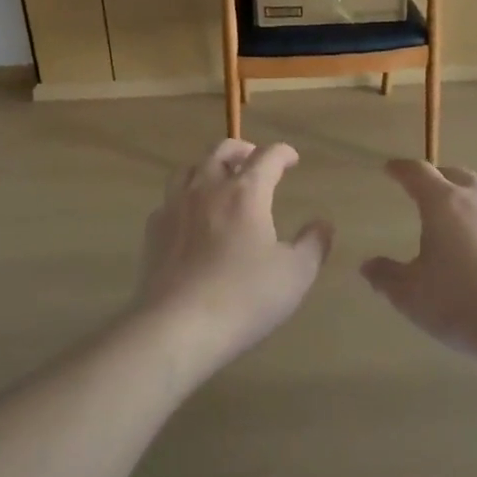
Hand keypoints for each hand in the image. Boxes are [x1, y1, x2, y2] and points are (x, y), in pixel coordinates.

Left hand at [136, 140, 332, 366]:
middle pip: (222, 150)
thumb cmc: (244, 297)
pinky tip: (190, 216)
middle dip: (243, 149)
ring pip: (189, 168)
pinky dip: (184, 198)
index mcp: (246, 192)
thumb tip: (323, 224)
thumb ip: (313, 244)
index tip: (292, 159)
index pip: (267, 156)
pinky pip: (169, 199)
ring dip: (208, 166)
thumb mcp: (295, 275)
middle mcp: (208, 188)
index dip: (283, 153)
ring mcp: (175, 206)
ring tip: (219, 180)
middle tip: (254, 160)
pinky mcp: (154, 229)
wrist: (177, 326)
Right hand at [361, 160, 476, 357]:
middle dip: (438, 177)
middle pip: (455, 174)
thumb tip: (368, 266)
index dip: (401, 169)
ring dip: (471, 195)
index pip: (417, 172)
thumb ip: (386, 277)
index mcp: (443, 203)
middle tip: (427, 190)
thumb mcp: (411, 295)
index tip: (391, 169)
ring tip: (463, 212)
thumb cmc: (461, 302)